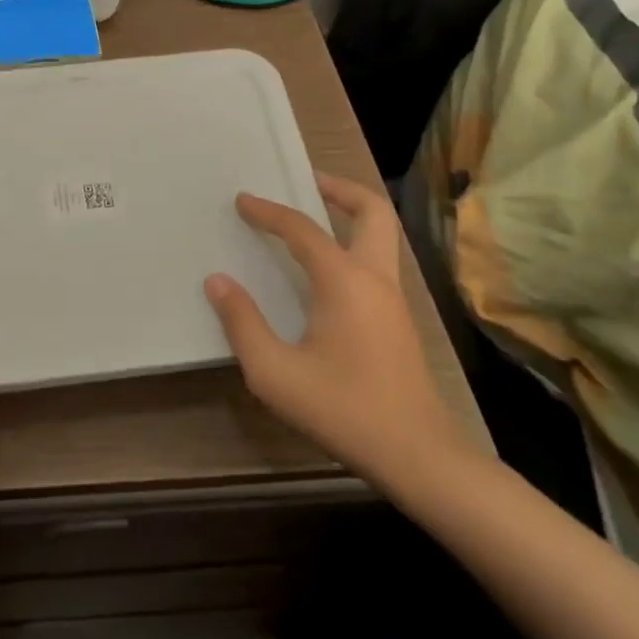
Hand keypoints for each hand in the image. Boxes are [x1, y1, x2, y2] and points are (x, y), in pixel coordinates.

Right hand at [203, 173, 481, 505]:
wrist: (420, 457)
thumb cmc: (343, 409)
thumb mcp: (275, 372)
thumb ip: (242, 322)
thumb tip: (218, 281)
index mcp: (344, 281)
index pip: (302, 230)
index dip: (269, 211)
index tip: (242, 200)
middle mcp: (375, 278)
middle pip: (372, 212)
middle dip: (340, 188)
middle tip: (308, 181)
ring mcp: (393, 300)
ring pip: (381, 236)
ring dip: (351, 215)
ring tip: (315, 216)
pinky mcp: (399, 322)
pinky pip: (377, 262)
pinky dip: (353, 244)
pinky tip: (326, 271)